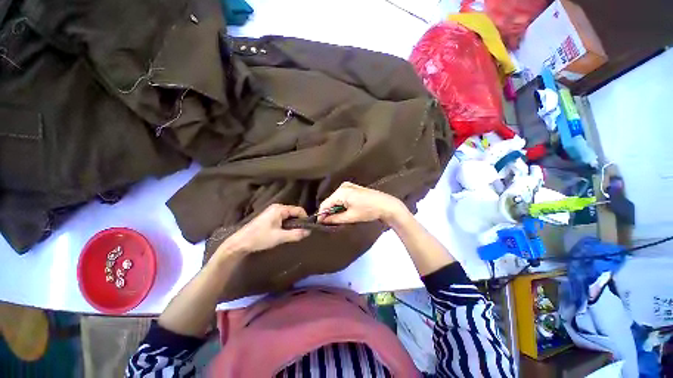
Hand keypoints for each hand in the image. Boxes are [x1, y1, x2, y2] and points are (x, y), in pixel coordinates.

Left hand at [215, 204, 310, 256]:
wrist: (240, 243)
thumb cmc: (259, 238)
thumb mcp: (279, 237)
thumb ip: (295, 234)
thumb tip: (308, 232)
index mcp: (280, 209)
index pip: (299, 210)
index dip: (305, 218)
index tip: (308, 228)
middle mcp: (277, 207)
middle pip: (294, 212)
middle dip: (299, 221)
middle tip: (301, 232)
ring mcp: (272, 212)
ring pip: (288, 216)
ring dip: (292, 224)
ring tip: (294, 234)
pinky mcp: (269, 217)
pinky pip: (283, 218)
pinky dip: (286, 224)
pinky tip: (285, 233)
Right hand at [318, 182, 406, 224]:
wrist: (386, 205)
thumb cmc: (369, 210)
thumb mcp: (351, 217)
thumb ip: (335, 219)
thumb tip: (323, 221)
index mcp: (341, 192)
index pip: (325, 204)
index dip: (322, 214)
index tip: (321, 224)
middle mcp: (343, 186)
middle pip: (330, 201)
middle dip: (330, 211)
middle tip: (331, 223)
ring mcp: (349, 186)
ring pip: (336, 199)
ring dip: (336, 208)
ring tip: (339, 218)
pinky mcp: (353, 188)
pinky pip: (342, 197)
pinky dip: (342, 204)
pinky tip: (346, 211)